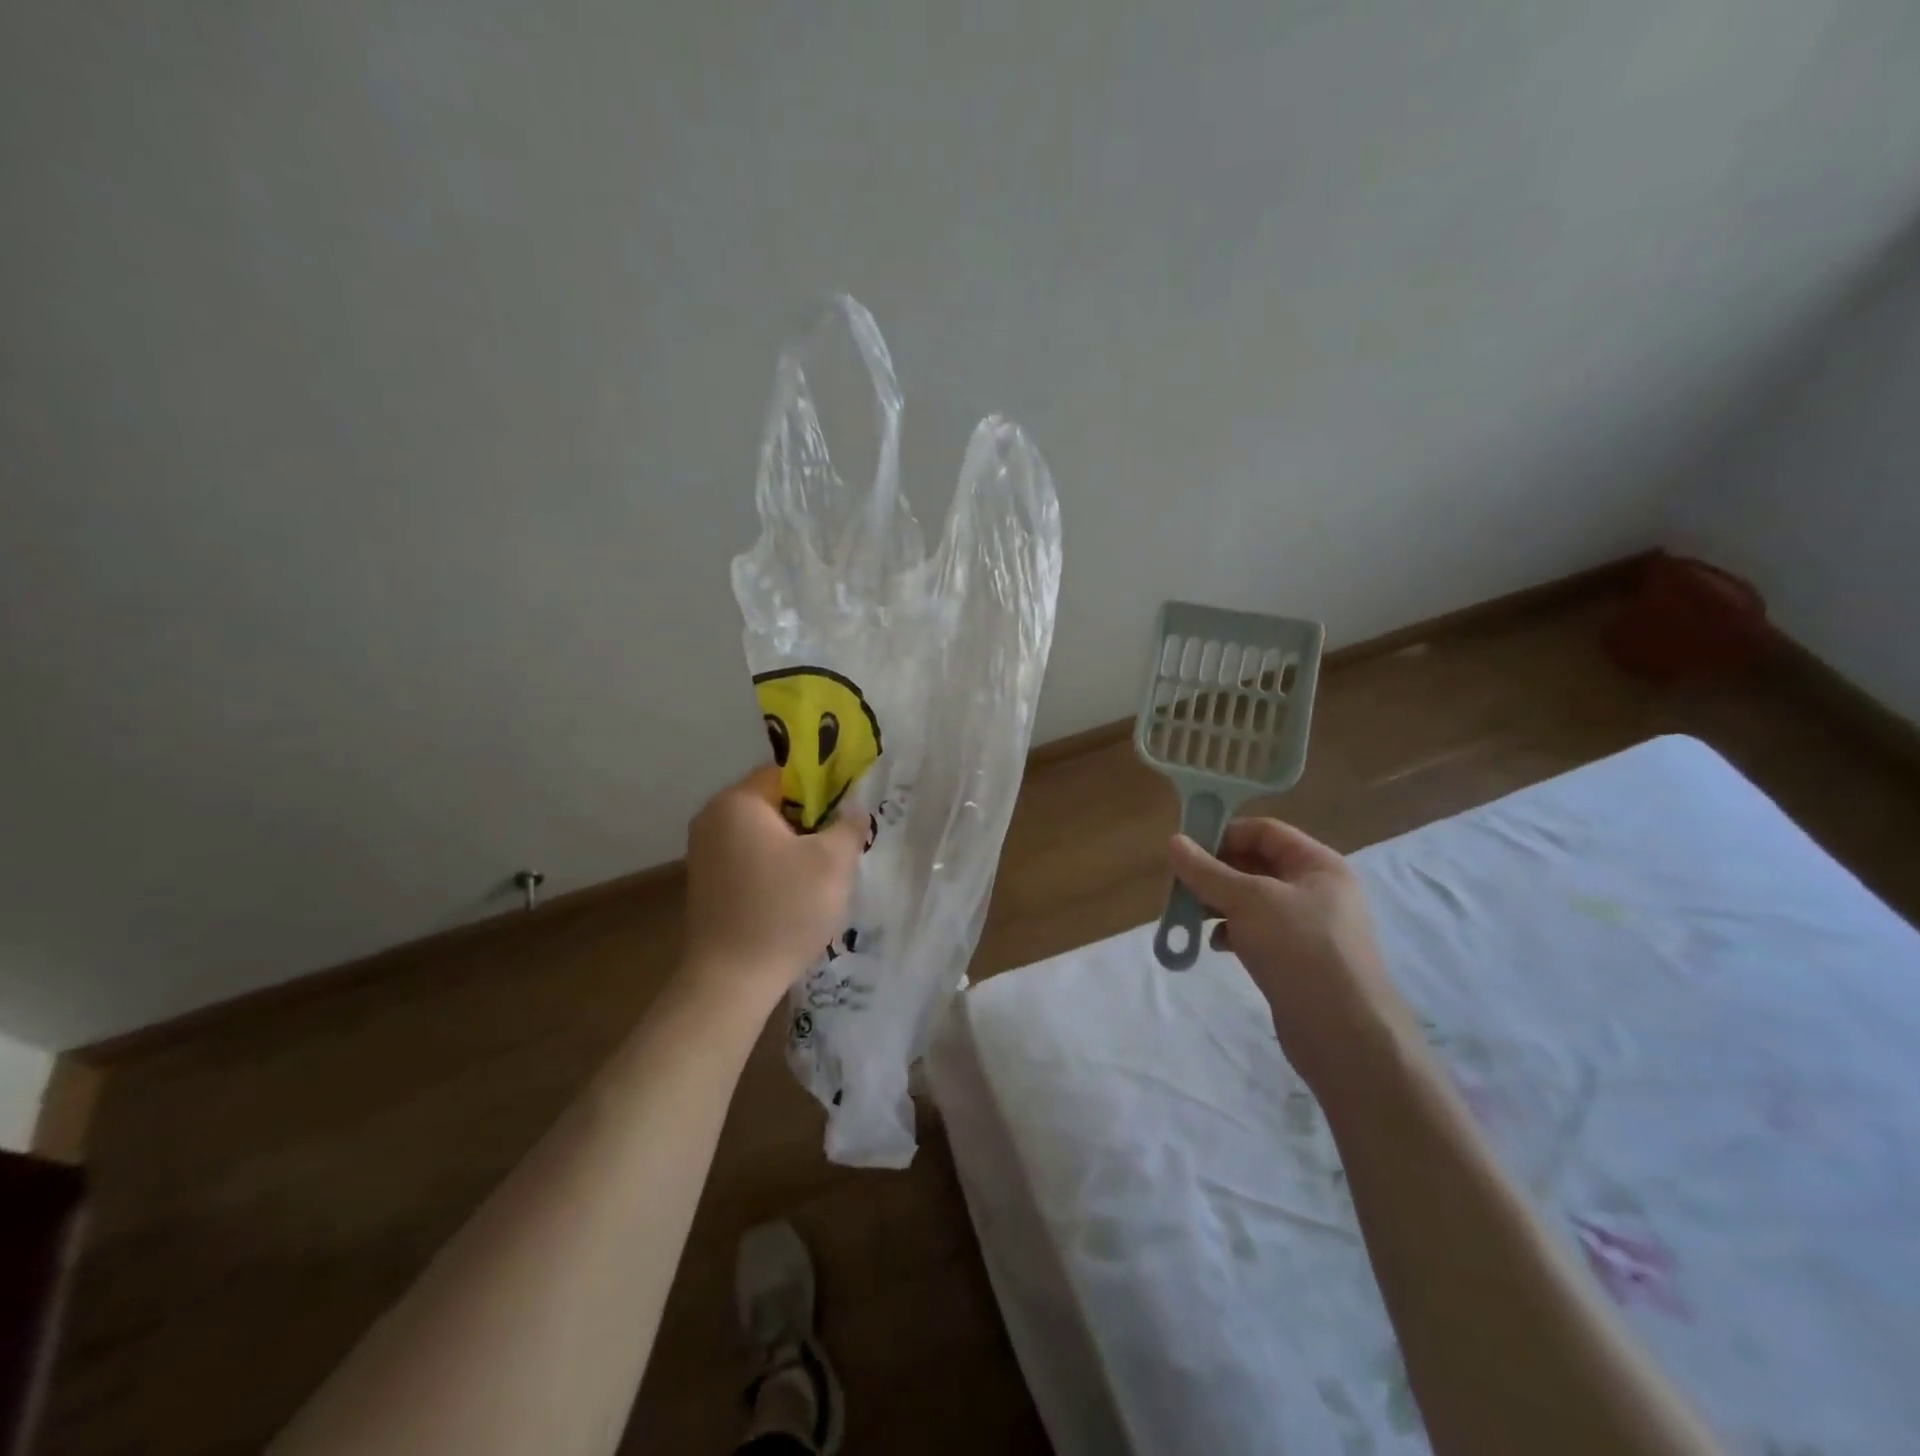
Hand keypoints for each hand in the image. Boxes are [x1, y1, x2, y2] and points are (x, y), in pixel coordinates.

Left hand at [682, 764, 866, 1007]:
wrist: (730, 981)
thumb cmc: (784, 910)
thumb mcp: (833, 862)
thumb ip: (848, 824)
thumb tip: (852, 808)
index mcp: (737, 802)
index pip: (787, 772)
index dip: (824, 786)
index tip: (848, 811)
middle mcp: (712, 818)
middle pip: (774, 801)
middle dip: (811, 818)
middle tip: (841, 843)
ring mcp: (704, 852)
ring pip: (764, 832)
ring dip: (795, 844)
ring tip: (823, 872)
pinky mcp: (706, 882)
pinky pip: (749, 856)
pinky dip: (775, 865)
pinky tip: (795, 893)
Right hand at [1169, 819, 1414, 1093]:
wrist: (1345, 1035)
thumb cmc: (1300, 950)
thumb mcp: (1249, 901)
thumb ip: (1207, 871)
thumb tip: (1173, 842)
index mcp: (1318, 865)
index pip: (1265, 831)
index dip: (1225, 833)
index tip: (1186, 849)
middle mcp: (1316, 890)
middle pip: (1256, 864)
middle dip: (1216, 872)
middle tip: (1180, 884)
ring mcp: (1307, 927)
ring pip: (1252, 900)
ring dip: (1219, 903)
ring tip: (1190, 914)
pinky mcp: (1296, 959)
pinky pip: (1256, 931)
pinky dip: (1232, 932)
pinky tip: (1215, 945)